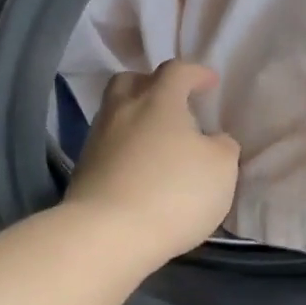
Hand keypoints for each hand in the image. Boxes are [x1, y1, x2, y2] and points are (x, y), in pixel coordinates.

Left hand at [65, 61, 240, 266]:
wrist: (108, 233)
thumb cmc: (174, 194)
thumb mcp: (221, 170)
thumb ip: (222, 147)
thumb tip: (214, 140)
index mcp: (159, 101)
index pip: (177, 71)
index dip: (196, 73)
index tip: (210, 83)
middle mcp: (123, 110)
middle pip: (131, 81)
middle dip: (152, 85)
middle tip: (171, 102)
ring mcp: (97, 139)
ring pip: (114, 112)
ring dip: (134, 117)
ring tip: (155, 139)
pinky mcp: (83, 168)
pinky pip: (106, 144)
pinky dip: (123, 147)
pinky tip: (137, 167)